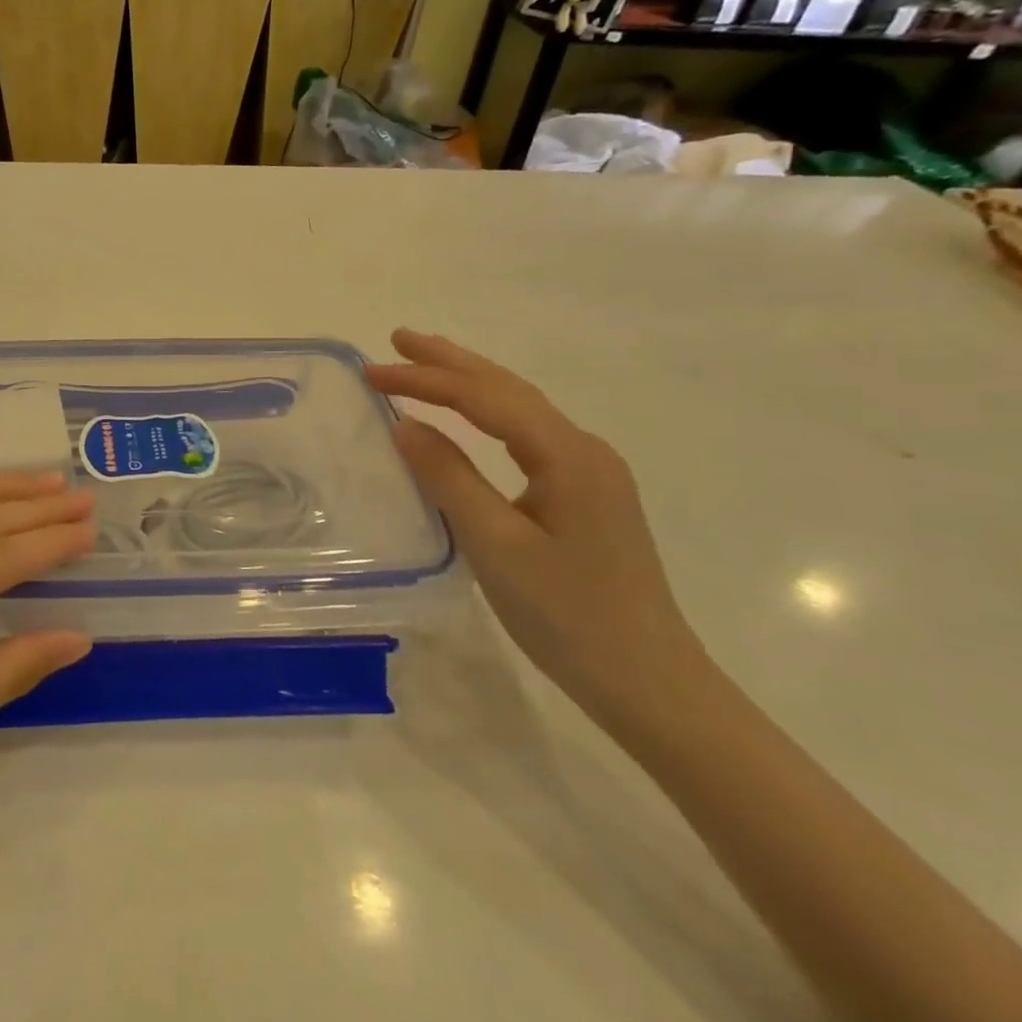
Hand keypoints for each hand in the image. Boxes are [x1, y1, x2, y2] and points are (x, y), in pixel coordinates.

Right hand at [367, 332, 704, 723]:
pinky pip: (527, 435)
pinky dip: (487, 413)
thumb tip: (404, 425)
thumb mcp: (496, 545)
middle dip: (449, 361)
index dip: (425, 379)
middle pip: (507, 389)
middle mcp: (584, 450)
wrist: (649, 682)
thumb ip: (449, 478)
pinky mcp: (586, 495)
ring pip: (520, 409)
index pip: (484, 399)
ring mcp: (590, 472)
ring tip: (424, 362)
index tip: (372, 371)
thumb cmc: (568, 615)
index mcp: (567, 455)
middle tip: (396, 338)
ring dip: (469, 381)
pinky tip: (469, 417)